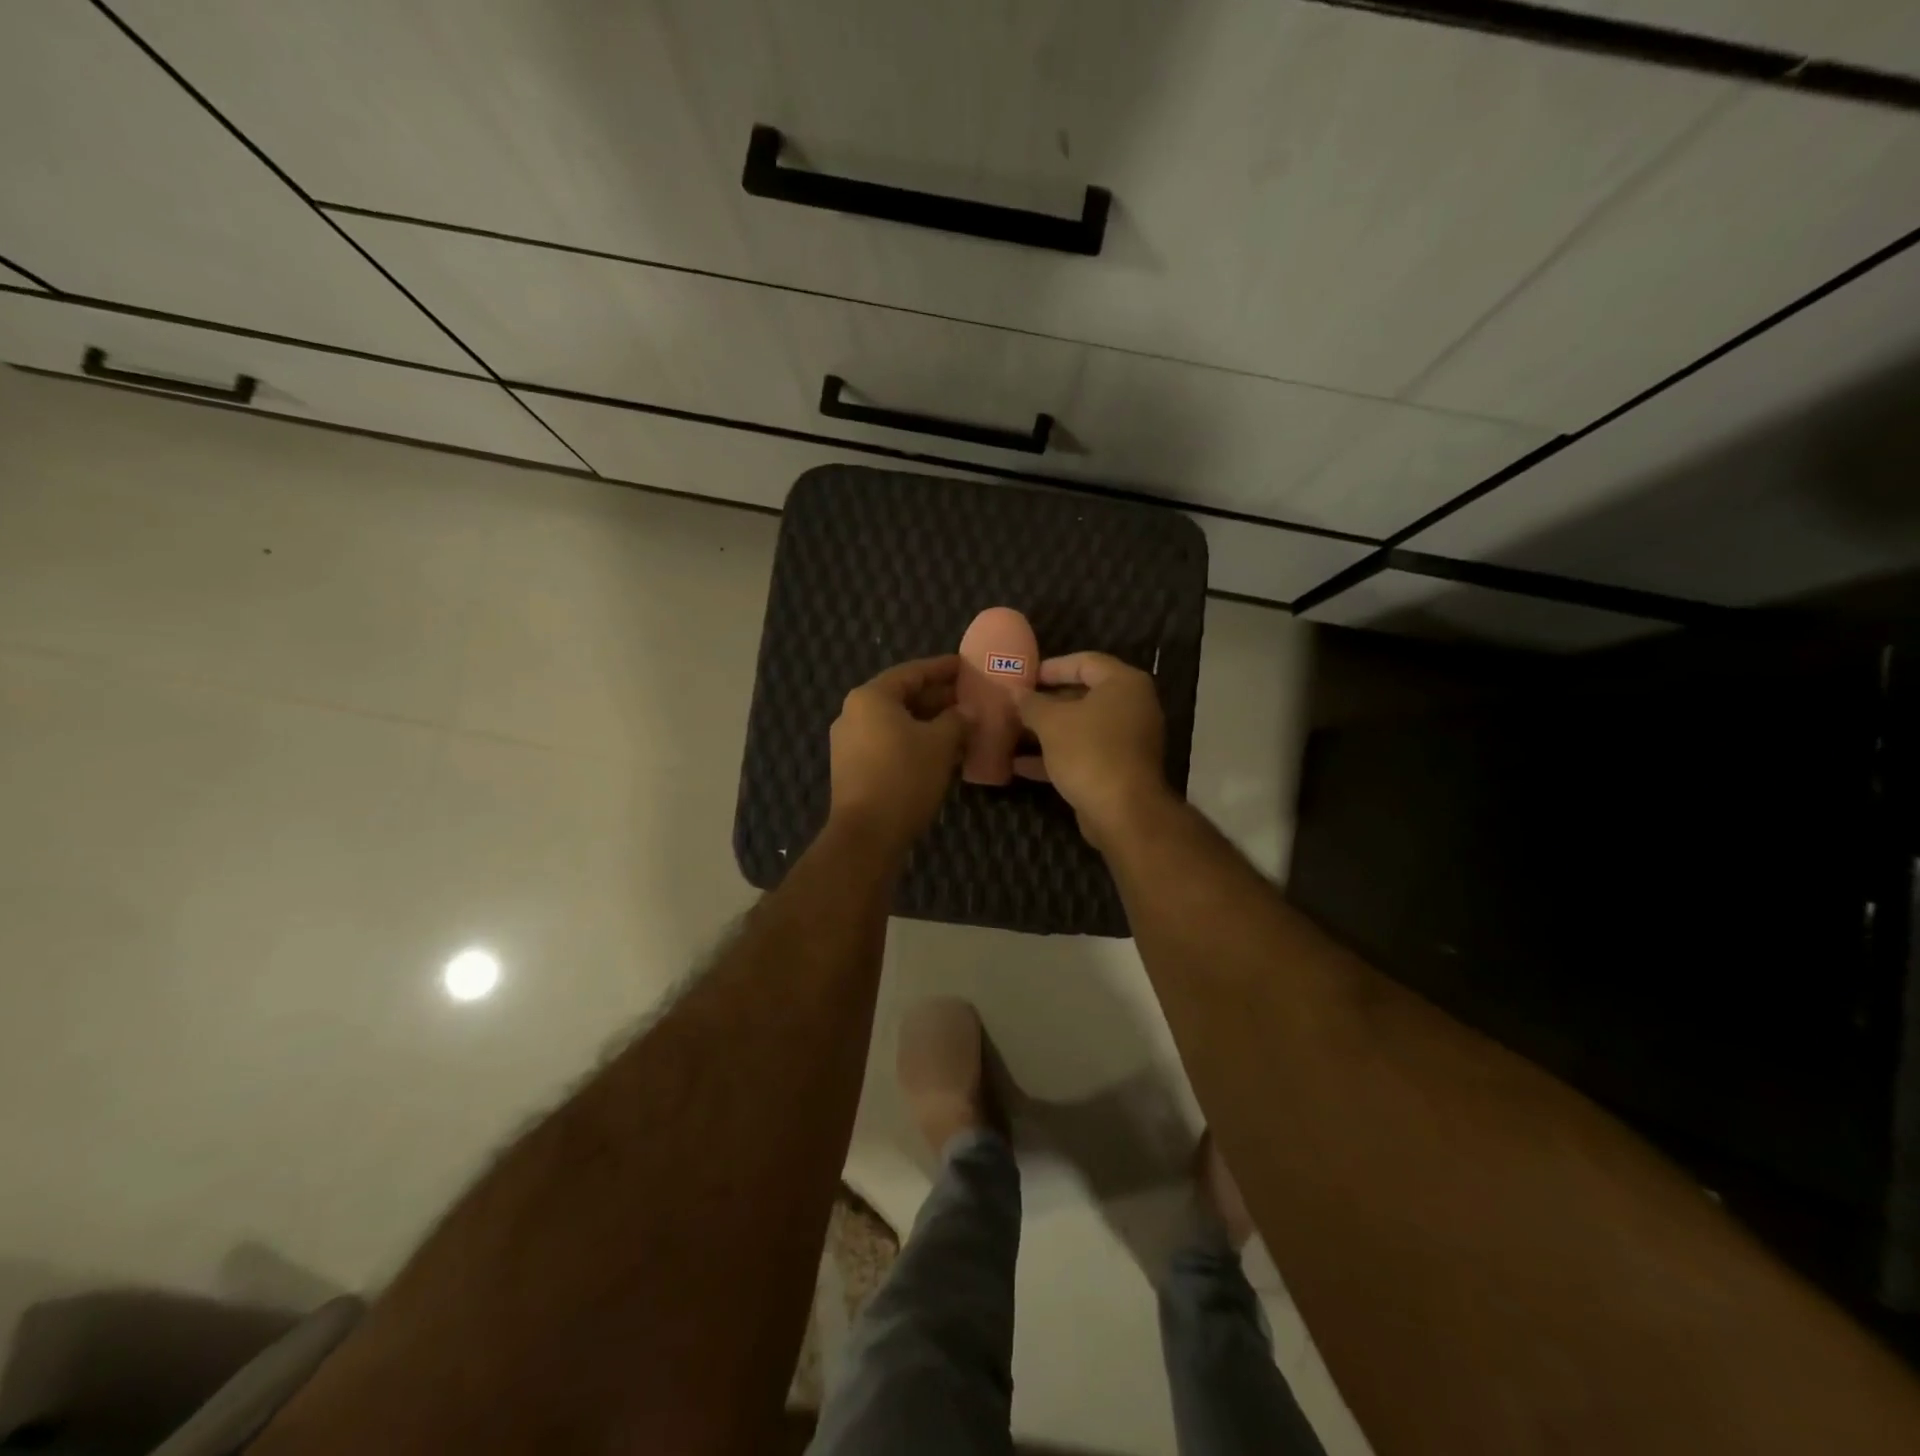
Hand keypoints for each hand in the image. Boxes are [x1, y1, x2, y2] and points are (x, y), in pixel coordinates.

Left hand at [828, 656, 968, 855]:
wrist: (867, 834)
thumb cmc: (904, 777)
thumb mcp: (940, 744)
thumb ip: (957, 720)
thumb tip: (969, 711)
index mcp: (871, 697)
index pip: (912, 672)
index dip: (942, 668)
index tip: (966, 666)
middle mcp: (854, 713)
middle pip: (902, 696)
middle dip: (938, 698)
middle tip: (970, 698)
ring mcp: (850, 742)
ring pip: (897, 723)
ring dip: (929, 722)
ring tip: (962, 725)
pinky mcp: (854, 768)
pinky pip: (889, 743)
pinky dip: (915, 742)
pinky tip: (942, 751)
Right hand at [1016, 652, 1169, 851]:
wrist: (1123, 812)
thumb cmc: (1089, 752)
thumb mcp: (1051, 722)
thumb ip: (1031, 703)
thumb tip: (1015, 692)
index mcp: (1123, 684)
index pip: (1085, 662)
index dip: (1052, 667)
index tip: (1024, 676)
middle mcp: (1132, 706)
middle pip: (1083, 695)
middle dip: (1046, 702)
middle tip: (1016, 704)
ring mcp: (1127, 739)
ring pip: (1081, 727)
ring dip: (1047, 731)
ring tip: (1012, 732)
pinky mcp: (1119, 768)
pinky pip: (1084, 752)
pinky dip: (1056, 755)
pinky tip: (1020, 765)